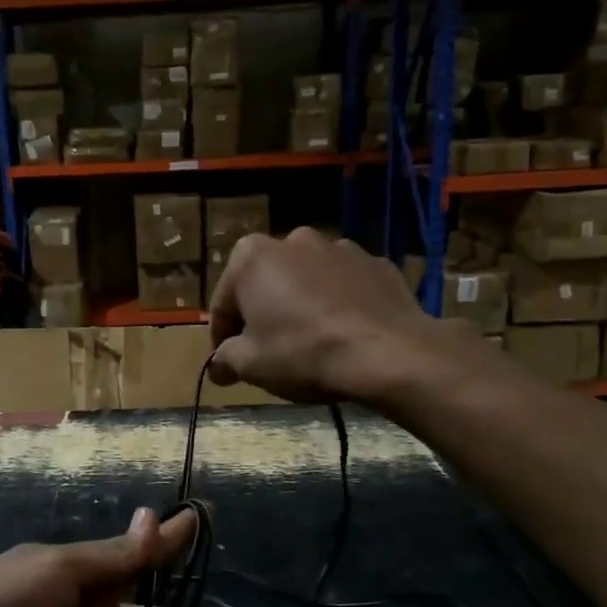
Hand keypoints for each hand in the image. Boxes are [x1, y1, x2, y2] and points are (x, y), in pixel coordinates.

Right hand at [208, 227, 460, 405]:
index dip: (222, 337)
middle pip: (266, 283)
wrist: (388, 353)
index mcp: (252, 256)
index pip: (224, 302)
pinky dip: (339, 304)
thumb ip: (226, 359)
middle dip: (263, 313)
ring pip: (307, 280)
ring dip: (301, 304)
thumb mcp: (250, 365)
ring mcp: (340, 247)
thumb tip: (217, 366)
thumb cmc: (303, 352)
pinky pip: (345, 286)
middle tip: (268, 351)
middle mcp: (293, 240)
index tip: (227, 362)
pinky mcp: (377, 263)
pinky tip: (344, 334)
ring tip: (310, 342)